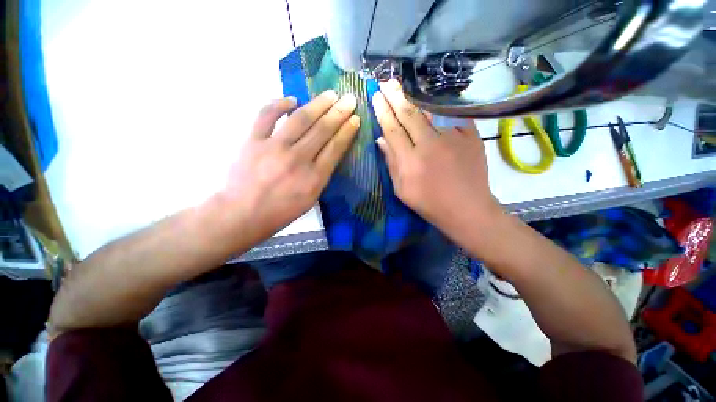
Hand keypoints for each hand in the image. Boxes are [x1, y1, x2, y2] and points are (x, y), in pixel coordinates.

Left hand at [224, 90, 358, 239]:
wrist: (243, 214)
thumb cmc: (281, 211)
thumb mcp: (310, 199)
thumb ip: (322, 175)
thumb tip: (329, 152)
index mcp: (314, 178)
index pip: (335, 148)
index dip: (347, 131)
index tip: (355, 119)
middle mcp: (298, 160)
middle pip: (322, 130)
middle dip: (339, 113)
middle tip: (349, 99)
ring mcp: (274, 148)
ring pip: (300, 119)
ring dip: (318, 104)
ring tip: (330, 95)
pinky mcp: (253, 141)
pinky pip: (267, 115)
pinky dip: (279, 104)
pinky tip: (292, 99)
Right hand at [372, 79, 501, 240]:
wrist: (467, 208)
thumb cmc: (430, 204)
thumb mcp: (402, 190)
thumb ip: (391, 163)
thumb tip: (381, 140)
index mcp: (410, 161)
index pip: (393, 130)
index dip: (383, 112)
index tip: (376, 96)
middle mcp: (429, 145)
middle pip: (409, 115)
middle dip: (395, 96)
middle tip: (386, 82)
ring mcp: (452, 138)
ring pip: (429, 112)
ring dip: (414, 98)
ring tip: (403, 87)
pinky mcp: (470, 136)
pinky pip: (451, 116)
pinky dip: (439, 109)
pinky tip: (430, 103)